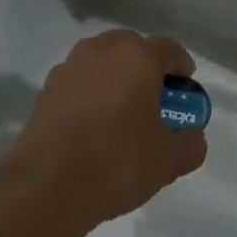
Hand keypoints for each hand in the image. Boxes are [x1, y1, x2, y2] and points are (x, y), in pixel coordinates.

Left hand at [0, 30, 207, 236]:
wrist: (46, 188)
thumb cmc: (116, 163)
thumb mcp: (169, 161)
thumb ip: (191, 143)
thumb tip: (191, 136)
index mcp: (136, 59)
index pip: (168, 49)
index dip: (181, 66)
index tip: (185, 87)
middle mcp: (100, 52)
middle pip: (131, 48)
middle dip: (146, 67)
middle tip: (156, 97)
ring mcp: (68, 69)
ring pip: (101, 62)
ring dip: (116, 77)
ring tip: (124, 110)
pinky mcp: (45, 91)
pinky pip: (79, 82)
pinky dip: (92, 93)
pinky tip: (96, 123)